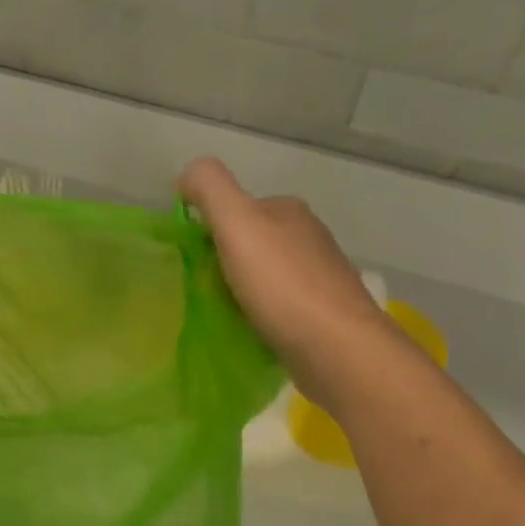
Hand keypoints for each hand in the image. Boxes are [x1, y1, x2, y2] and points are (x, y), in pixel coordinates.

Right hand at [179, 157, 399, 409]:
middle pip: (252, 244)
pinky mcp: (324, 316)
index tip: (192, 263)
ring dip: (243, 291)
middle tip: (203, 292)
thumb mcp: (237, 223)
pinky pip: (280, 307)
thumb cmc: (282, 286)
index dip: (209, 232)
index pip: (237, 210)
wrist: (337, 349)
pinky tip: (252, 332)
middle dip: (226, 264)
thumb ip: (209, 189)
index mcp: (288, 211)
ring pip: (266, 277)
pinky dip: (262, 315)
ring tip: (224, 315)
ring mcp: (321, 278)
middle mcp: (309, 238)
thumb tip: (187, 176)